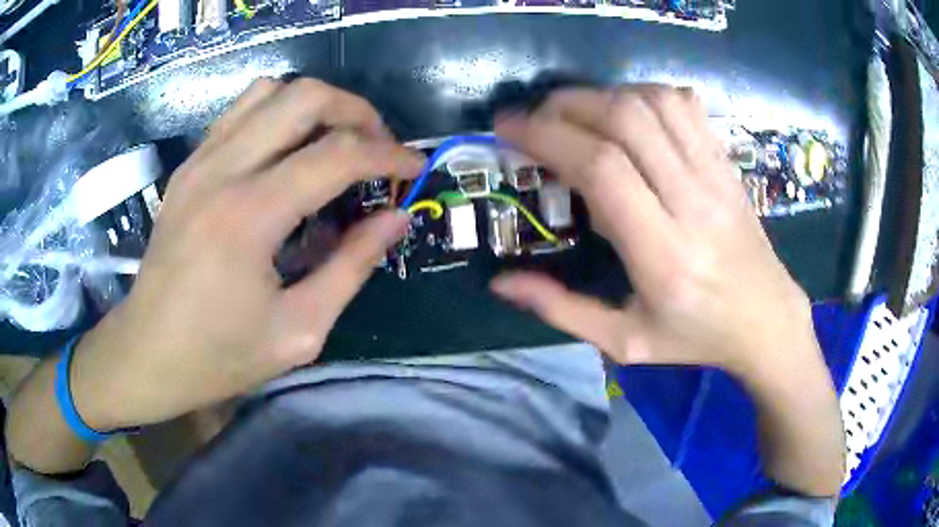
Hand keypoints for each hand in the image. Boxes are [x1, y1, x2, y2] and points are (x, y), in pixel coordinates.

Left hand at [71, 78, 422, 429]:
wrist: (146, 353)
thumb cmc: (218, 356)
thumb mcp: (299, 330)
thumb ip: (352, 267)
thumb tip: (395, 219)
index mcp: (250, 216)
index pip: (338, 154)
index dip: (389, 155)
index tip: (415, 168)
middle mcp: (222, 170)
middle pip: (305, 96)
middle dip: (356, 112)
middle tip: (376, 148)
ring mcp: (200, 161)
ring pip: (270, 90)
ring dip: (315, 106)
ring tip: (334, 142)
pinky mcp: (188, 167)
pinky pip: (240, 112)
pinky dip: (277, 114)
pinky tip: (287, 151)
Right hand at [492, 87, 818, 379]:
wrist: (765, 320)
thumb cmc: (696, 336)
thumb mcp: (625, 343)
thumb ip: (561, 310)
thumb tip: (501, 282)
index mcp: (662, 255)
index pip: (602, 169)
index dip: (548, 136)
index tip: (509, 128)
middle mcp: (691, 203)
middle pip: (626, 121)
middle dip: (567, 105)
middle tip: (535, 117)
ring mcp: (715, 176)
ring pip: (655, 103)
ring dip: (603, 94)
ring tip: (575, 111)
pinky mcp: (726, 163)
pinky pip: (685, 105)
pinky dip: (645, 92)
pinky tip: (626, 110)